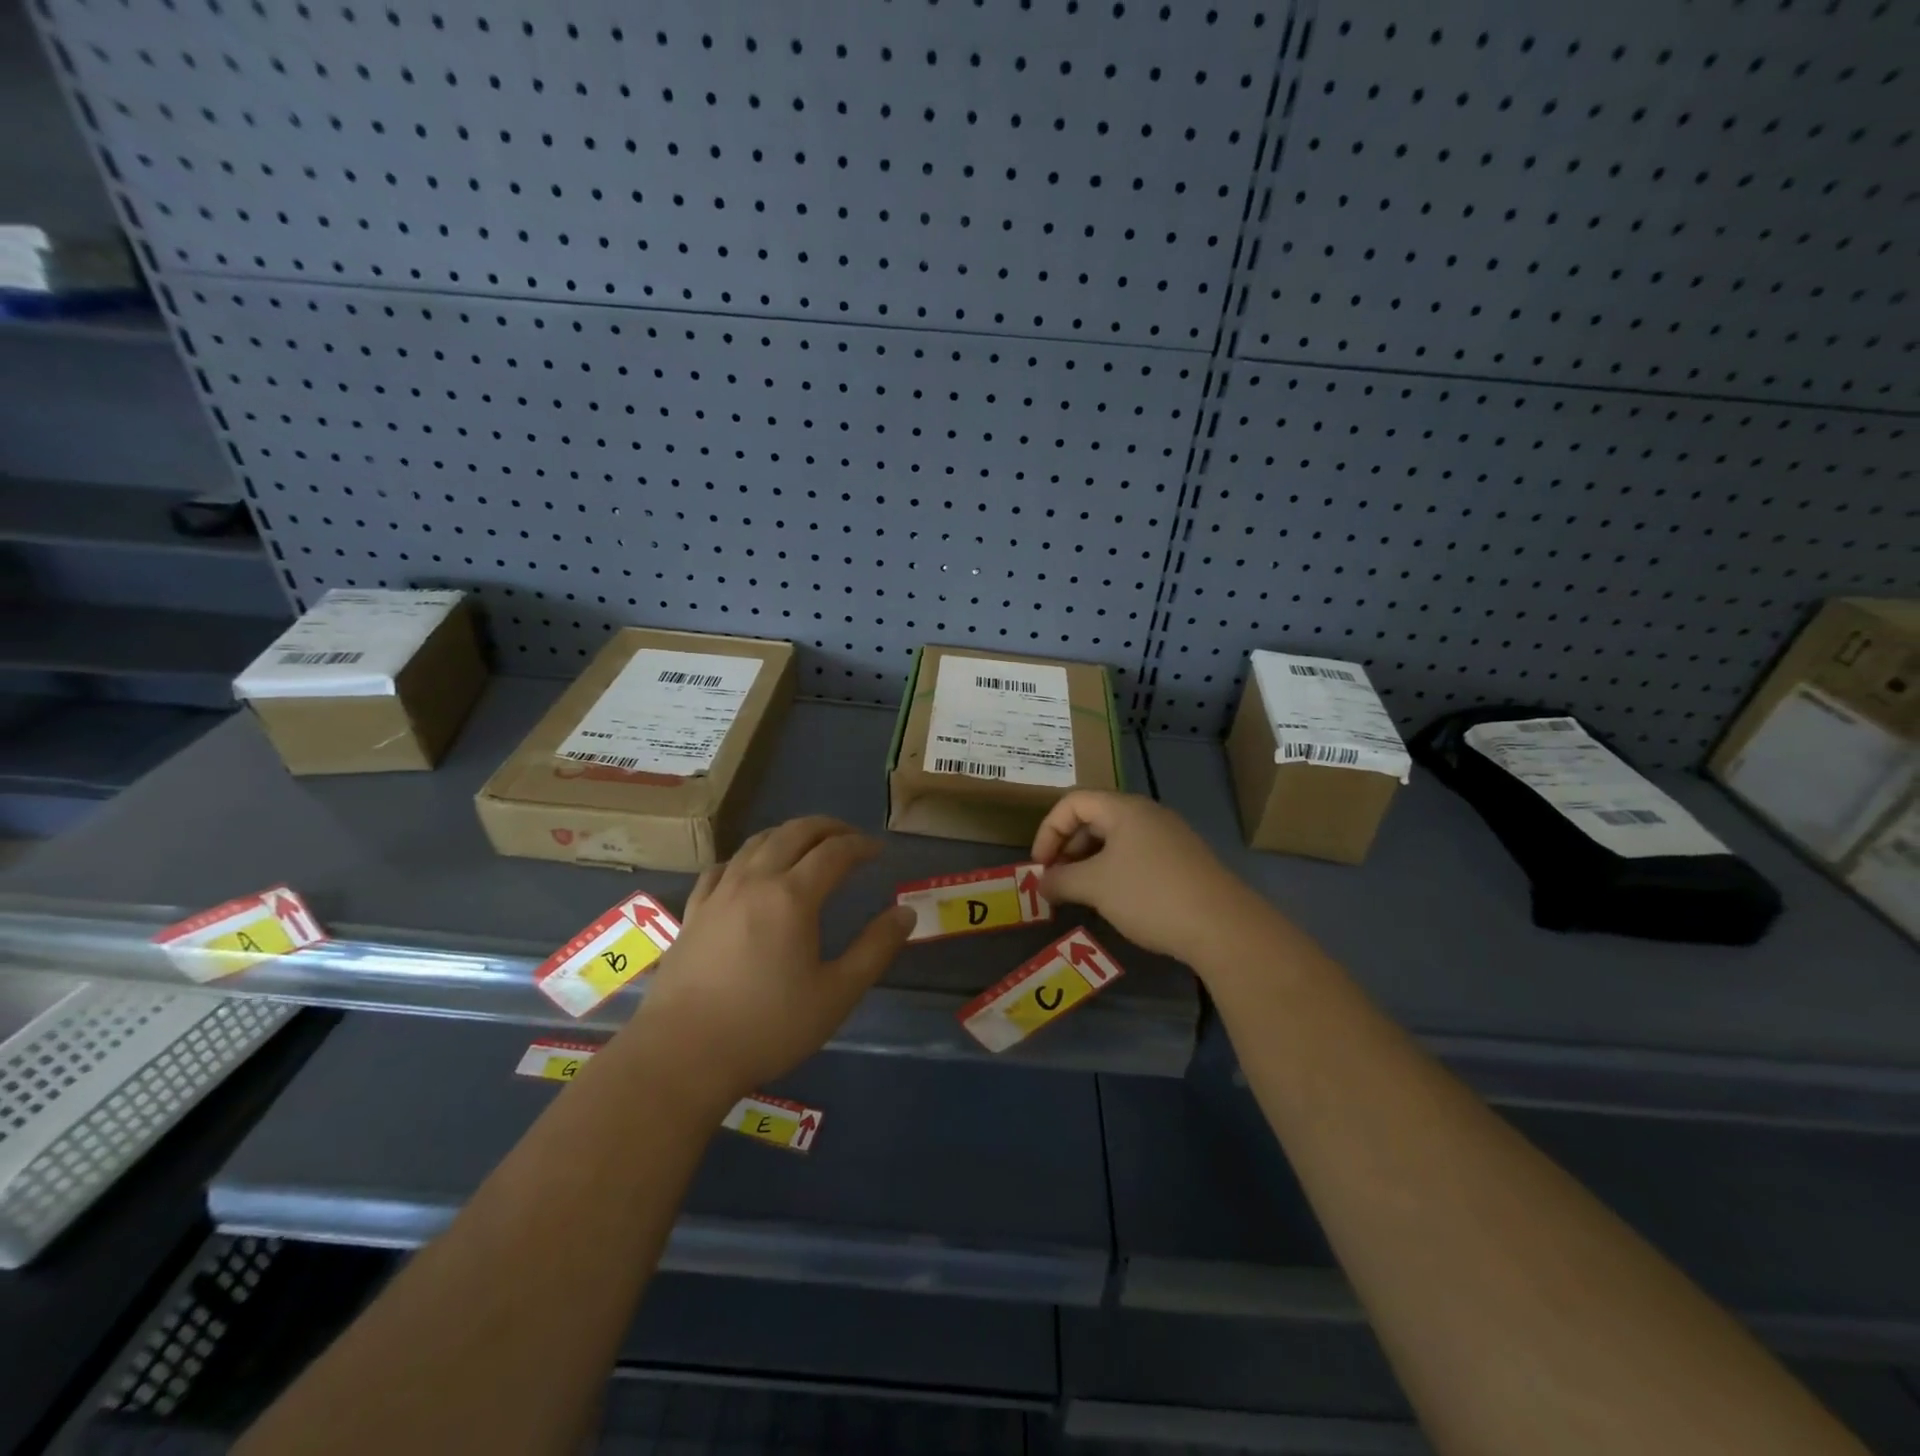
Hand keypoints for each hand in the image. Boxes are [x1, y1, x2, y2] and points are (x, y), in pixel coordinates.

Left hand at [624, 817, 913, 1106]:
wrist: (683, 1055)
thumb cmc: (768, 1027)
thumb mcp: (836, 994)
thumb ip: (875, 949)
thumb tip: (905, 913)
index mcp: (793, 896)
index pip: (834, 852)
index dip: (860, 845)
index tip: (878, 851)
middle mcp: (755, 881)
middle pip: (794, 833)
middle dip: (827, 828)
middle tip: (849, 837)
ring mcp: (719, 893)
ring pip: (756, 842)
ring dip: (788, 834)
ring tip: (807, 845)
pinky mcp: (693, 912)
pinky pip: (722, 867)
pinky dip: (746, 857)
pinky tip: (749, 870)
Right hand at [1032, 791, 1268, 964]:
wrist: (1222, 926)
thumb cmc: (1149, 895)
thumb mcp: (1095, 887)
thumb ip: (1060, 880)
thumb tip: (1041, 882)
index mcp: (1124, 808)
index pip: (1073, 802)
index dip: (1048, 831)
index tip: (1040, 866)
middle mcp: (1147, 814)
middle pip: (1094, 818)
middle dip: (1068, 848)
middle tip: (1057, 881)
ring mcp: (1169, 836)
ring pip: (1116, 839)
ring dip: (1090, 862)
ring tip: (1081, 894)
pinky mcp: (1183, 860)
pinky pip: (1137, 855)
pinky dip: (1115, 871)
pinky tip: (1115, 900)